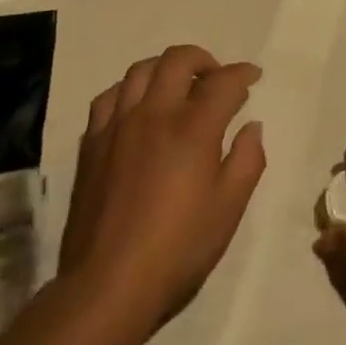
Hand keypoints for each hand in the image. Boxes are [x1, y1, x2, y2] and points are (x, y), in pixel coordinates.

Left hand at [56, 45, 265, 332]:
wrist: (108, 284)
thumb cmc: (179, 248)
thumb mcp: (229, 209)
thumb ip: (248, 160)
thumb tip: (251, 126)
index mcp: (193, 129)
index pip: (223, 82)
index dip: (243, 73)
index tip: (253, 76)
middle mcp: (154, 114)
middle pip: (178, 60)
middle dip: (204, 60)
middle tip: (217, 78)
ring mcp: (118, 125)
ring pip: (140, 70)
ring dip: (166, 69)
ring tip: (178, 86)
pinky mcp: (92, 143)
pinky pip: (109, 97)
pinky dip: (129, 90)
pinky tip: (137, 107)